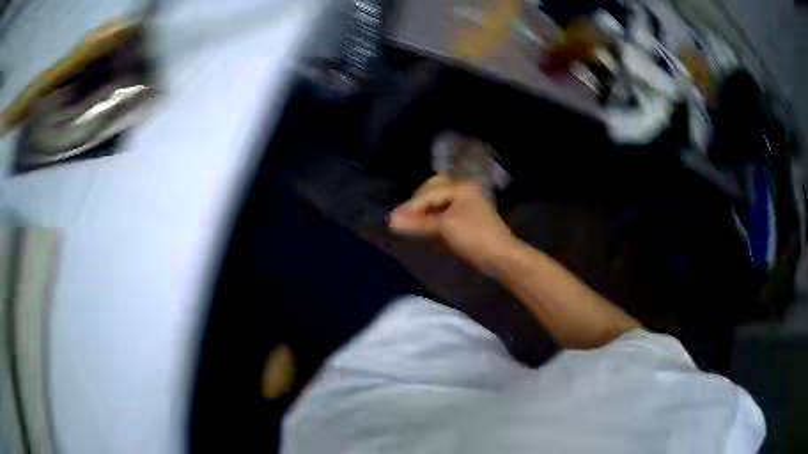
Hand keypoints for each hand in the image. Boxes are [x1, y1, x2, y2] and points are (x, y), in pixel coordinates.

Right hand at [389, 175, 516, 271]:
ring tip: (410, 228)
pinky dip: (433, 224)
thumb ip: (417, 223)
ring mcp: (467, 208)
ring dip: (424, 216)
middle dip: (417, 207)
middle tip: (402, 221)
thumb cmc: (474, 237)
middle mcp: (463, 193)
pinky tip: (425, 233)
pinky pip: (445, 218)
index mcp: (460, 188)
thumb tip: (391, 221)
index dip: (410, 207)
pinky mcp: (467, 223)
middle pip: (432, 194)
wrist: (500, 257)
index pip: (428, 193)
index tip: (392, 221)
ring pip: (438, 207)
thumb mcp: (444, 227)